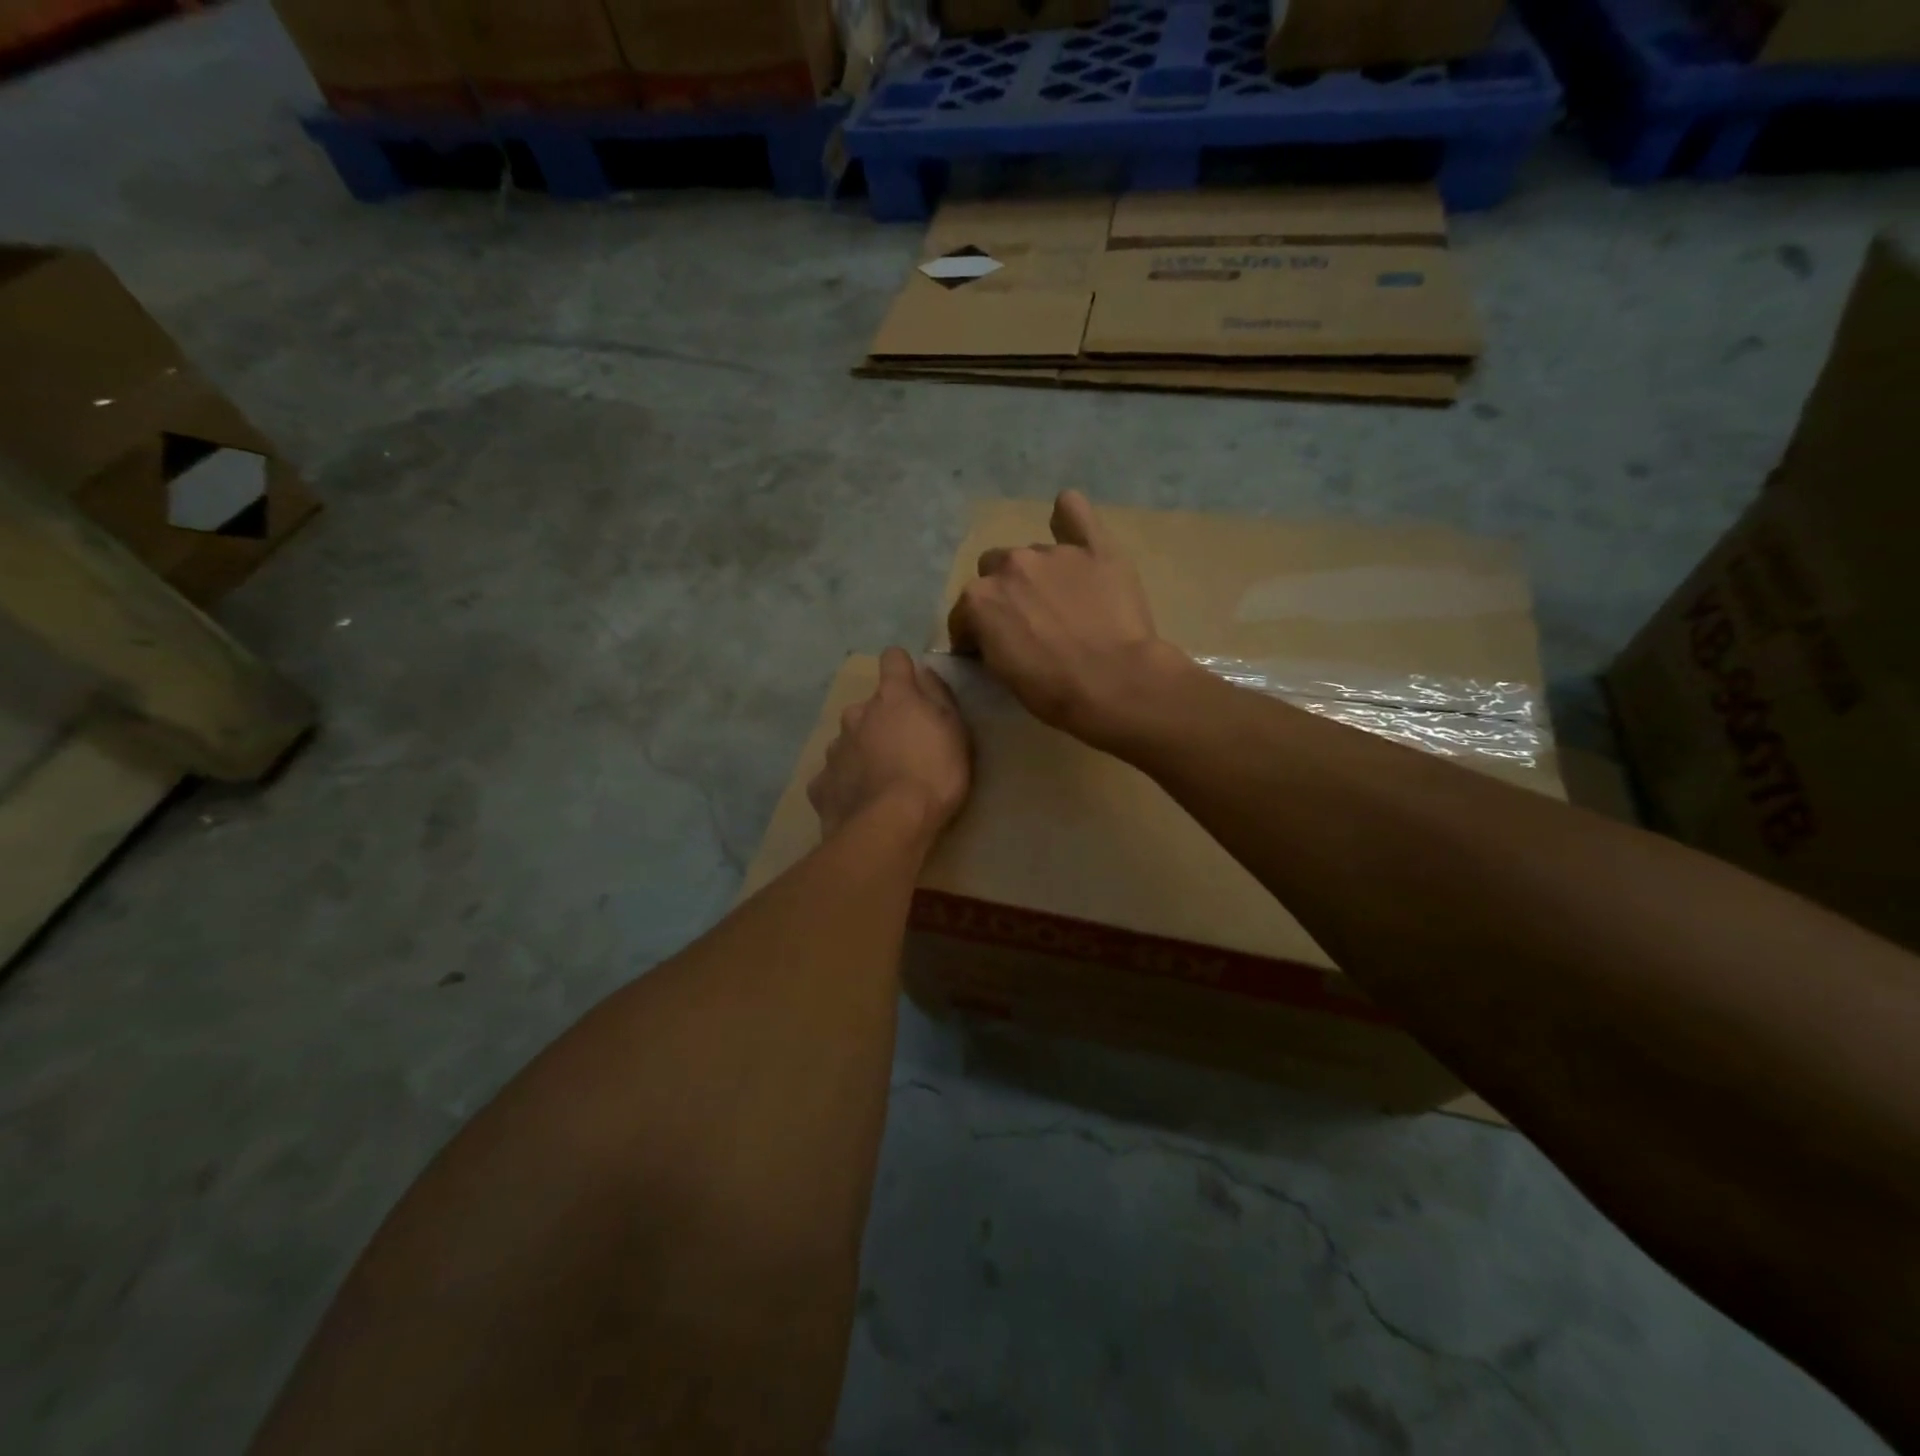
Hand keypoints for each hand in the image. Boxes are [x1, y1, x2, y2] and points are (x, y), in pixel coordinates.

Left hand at [809, 648, 971, 839]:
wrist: (891, 826)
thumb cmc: (934, 774)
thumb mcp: (955, 732)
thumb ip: (938, 696)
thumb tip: (923, 670)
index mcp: (892, 697)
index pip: (893, 659)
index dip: (902, 669)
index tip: (913, 687)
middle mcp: (856, 714)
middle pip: (868, 707)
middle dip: (881, 721)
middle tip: (902, 750)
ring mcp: (834, 749)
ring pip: (848, 740)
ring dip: (862, 752)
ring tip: (880, 781)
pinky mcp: (821, 784)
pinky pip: (834, 776)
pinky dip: (845, 784)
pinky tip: (859, 802)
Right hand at [948, 491, 1190, 744]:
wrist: (1115, 683)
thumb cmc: (1053, 691)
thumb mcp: (1003, 675)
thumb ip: (989, 642)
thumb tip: (991, 635)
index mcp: (978, 599)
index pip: (964, 614)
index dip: (974, 634)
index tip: (987, 651)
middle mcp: (1010, 565)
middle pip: (994, 571)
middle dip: (1004, 594)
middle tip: (1026, 623)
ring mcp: (1053, 552)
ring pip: (1031, 553)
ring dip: (1036, 573)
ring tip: (1060, 602)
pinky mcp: (1094, 548)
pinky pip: (1073, 512)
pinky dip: (1067, 516)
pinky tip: (1068, 523)